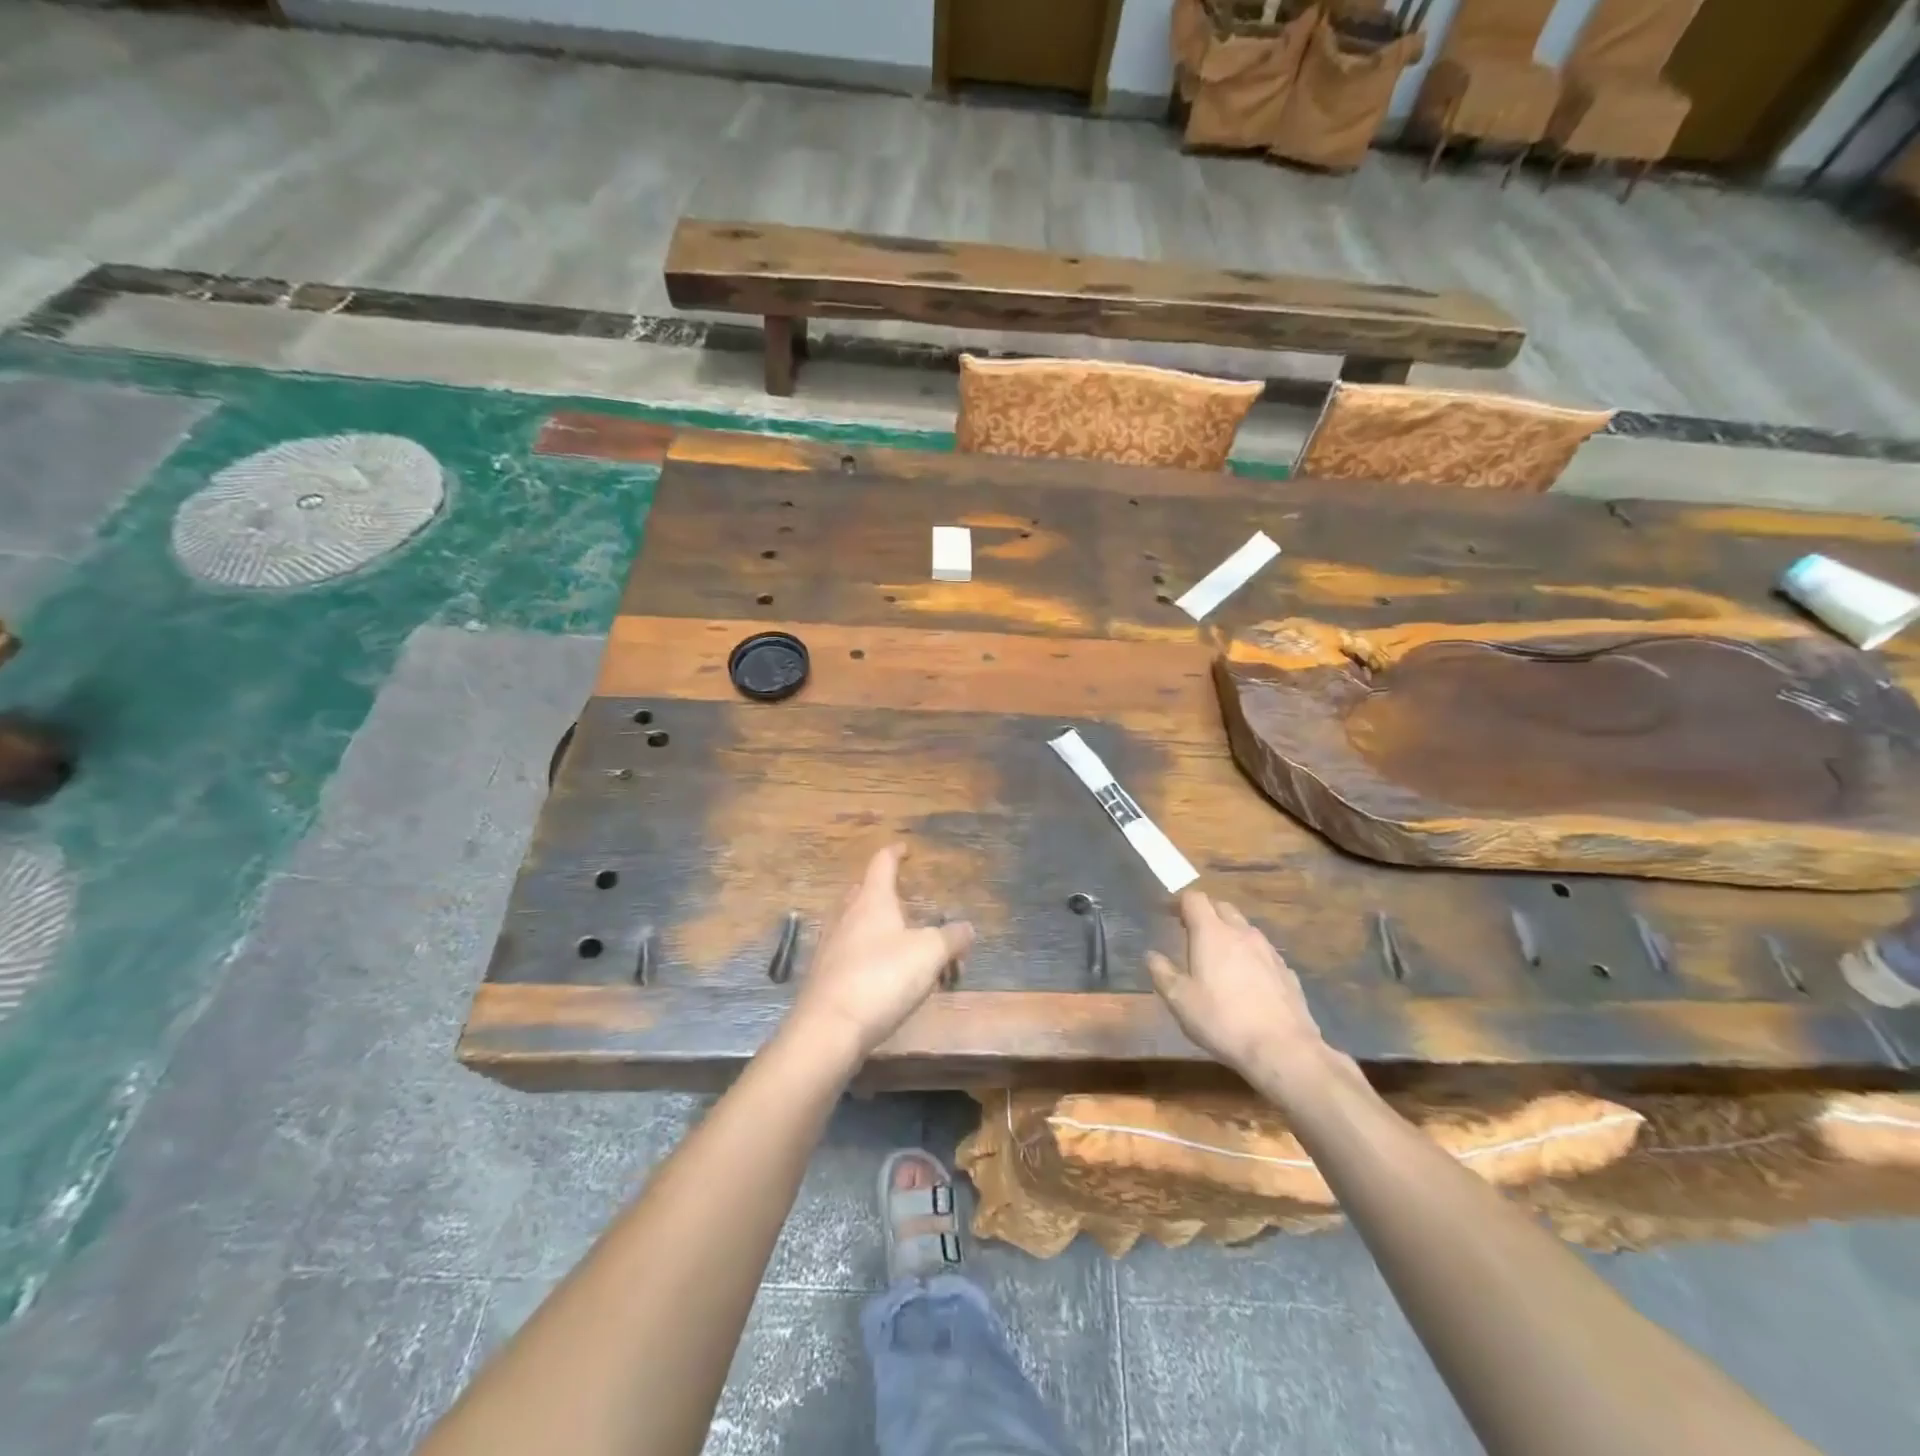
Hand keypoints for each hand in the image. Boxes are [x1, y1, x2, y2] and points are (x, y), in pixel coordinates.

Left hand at [788, 845, 973, 1063]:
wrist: (829, 1028)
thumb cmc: (882, 978)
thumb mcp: (929, 954)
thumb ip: (951, 938)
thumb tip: (966, 928)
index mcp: (872, 900)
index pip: (882, 864)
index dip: (894, 853)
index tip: (904, 848)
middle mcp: (847, 916)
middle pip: (863, 892)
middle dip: (882, 891)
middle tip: (902, 898)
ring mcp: (831, 946)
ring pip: (854, 923)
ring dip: (874, 925)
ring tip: (897, 938)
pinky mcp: (824, 976)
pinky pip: (849, 953)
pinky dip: (866, 954)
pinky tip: (880, 974)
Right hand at [1147, 890, 1332, 1089]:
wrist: (1283, 1049)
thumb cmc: (1222, 1020)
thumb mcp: (1179, 1000)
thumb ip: (1162, 973)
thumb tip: (1152, 955)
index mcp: (1212, 933)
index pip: (1194, 899)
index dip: (1180, 903)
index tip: (1170, 915)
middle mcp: (1242, 933)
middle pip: (1222, 907)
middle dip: (1205, 913)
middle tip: (1191, 933)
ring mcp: (1268, 951)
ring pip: (1245, 929)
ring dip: (1229, 933)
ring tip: (1218, 957)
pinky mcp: (1287, 972)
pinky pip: (1263, 953)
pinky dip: (1249, 956)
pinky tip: (1246, 982)